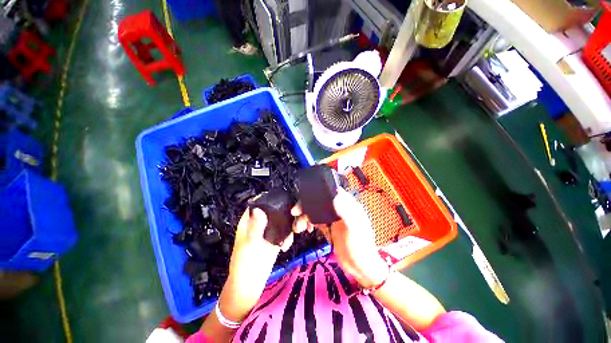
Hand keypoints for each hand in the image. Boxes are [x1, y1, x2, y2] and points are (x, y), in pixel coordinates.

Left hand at [220, 208, 291, 321]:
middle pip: (276, 209)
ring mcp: (269, 231)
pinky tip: (285, 247)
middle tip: (296, 215)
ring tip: (296, 231)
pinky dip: (290, 236)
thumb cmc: (244, 264)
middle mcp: (261, 222)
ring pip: (283, 219)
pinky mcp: (276, 239)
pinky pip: (286, 231)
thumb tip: (258, 208)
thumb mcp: (249, 245)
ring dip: (292, 223)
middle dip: (287, 211)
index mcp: (250, 220)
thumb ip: (255, 226)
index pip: (259, 202)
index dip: (270, 198)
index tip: (284, 199)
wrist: (250, 286)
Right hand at [292, 189, 388, 288]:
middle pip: (322, 201)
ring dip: (306, 216)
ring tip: (299, 226)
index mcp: (349, 206)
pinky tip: (306, 229)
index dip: (321, 191)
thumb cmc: (360, 247)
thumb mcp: (354, 229)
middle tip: (296, 212)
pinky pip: (316, 221)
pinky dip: (309, 223)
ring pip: (317, 211)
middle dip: (308, 205)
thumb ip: (345, 213)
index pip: (334, 192)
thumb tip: (335, 197)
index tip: (307, 194)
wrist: (359, 267)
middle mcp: (340, 209)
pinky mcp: (329, 227)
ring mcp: (334, 218)